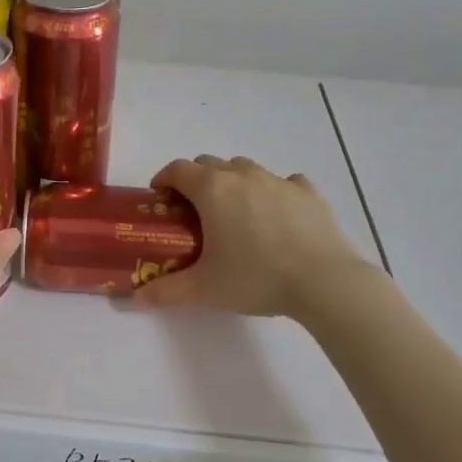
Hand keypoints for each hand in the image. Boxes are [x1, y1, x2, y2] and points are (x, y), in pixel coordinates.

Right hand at [135, 154, 371, 318]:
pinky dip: (273, 193)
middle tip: (195, 212)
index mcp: (212, 190)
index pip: (177, 169)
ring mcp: (278, 180)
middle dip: (196, 181)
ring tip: (236, 214)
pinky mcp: (308, 192)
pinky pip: (284, 182)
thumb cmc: (256, 278)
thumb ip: (167, 291)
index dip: (164, 179)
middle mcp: (243, 175)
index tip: (161, 198)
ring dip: (233, 183)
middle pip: (209, 163)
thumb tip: (137, 299)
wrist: (324, 281)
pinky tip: (277, 217)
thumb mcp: (204, 289)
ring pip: (245, 169)